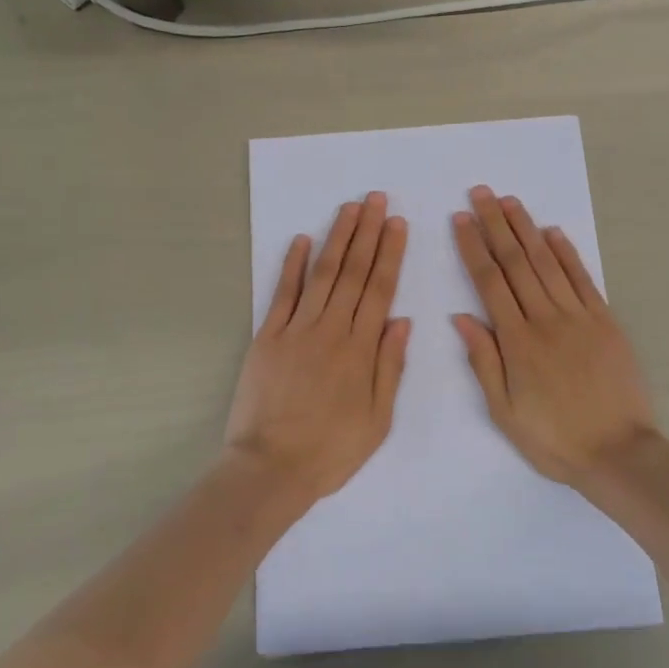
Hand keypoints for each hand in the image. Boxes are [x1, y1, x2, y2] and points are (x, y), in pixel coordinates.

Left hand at [225, 192, 410, 502]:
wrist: (270, 468)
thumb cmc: (331, 450)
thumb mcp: (378, 419)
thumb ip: (389, 366)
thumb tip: (401, 320)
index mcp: (360, 349)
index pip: (379, 289)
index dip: (390, 253)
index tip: (396, 223)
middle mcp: (330, 330)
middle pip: (352, 272)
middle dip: (366, 232)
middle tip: (375, 198)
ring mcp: (295, 330)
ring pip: (320, 274)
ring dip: (336, 238)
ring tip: (349, 208)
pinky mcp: (266, 337)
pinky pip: (281, 294)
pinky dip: (291, 265)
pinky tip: (301, 240)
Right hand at [452, 186, 659, 493]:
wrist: (619, 453)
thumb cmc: (554, 439)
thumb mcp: (504, 411)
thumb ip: (483, 361)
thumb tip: (461, 317)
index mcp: (517, 342)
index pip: (489, 283)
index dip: (473, 247)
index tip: (460, 220)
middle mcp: (546, 319)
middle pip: (516, 263)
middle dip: (496, 224)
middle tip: (481, 193)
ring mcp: (579, 317)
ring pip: (547, 263)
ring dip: (527, 229)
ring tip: (510, 202)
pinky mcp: (605, 321)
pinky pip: (582, 279)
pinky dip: (567, 253)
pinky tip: (553, 232)